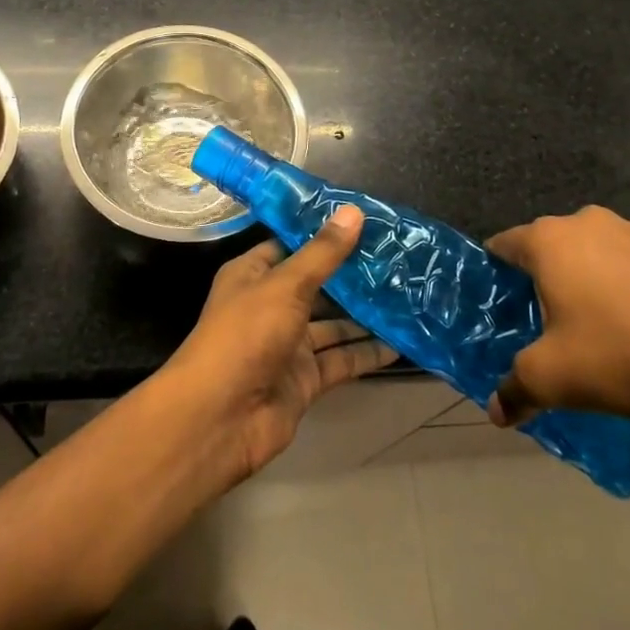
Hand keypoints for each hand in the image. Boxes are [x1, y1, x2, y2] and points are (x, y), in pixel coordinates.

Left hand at [164, 206, 396, 481]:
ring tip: (408, 297)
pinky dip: (366, 353)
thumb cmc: (245, 335)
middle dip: (352, 276)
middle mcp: (270, 305)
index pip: (291, 245)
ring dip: (365, 315)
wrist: (220, 418)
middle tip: (400, 260)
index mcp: (253, 275)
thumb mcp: (285, 286)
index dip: (324, 234)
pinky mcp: (304, 379)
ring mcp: (287, 344)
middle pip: (316, 285)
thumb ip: (323, 254)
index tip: (366, 222)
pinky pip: (340, 360)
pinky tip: (401, 343)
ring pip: (332, 325)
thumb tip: (353, 211)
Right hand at [485, 207, 629, 429]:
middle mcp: (588, 222)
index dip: (494, 275)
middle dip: (544, 280)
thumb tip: (496, 412)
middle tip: (547, 324)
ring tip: (601, 329)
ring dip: (590, 281)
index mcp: (549, 240)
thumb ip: (516, 389)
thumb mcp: (554, 379)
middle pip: (550, 247)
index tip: (499, 307)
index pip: (502, 245)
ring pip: (596, 253)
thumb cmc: (621, 354)